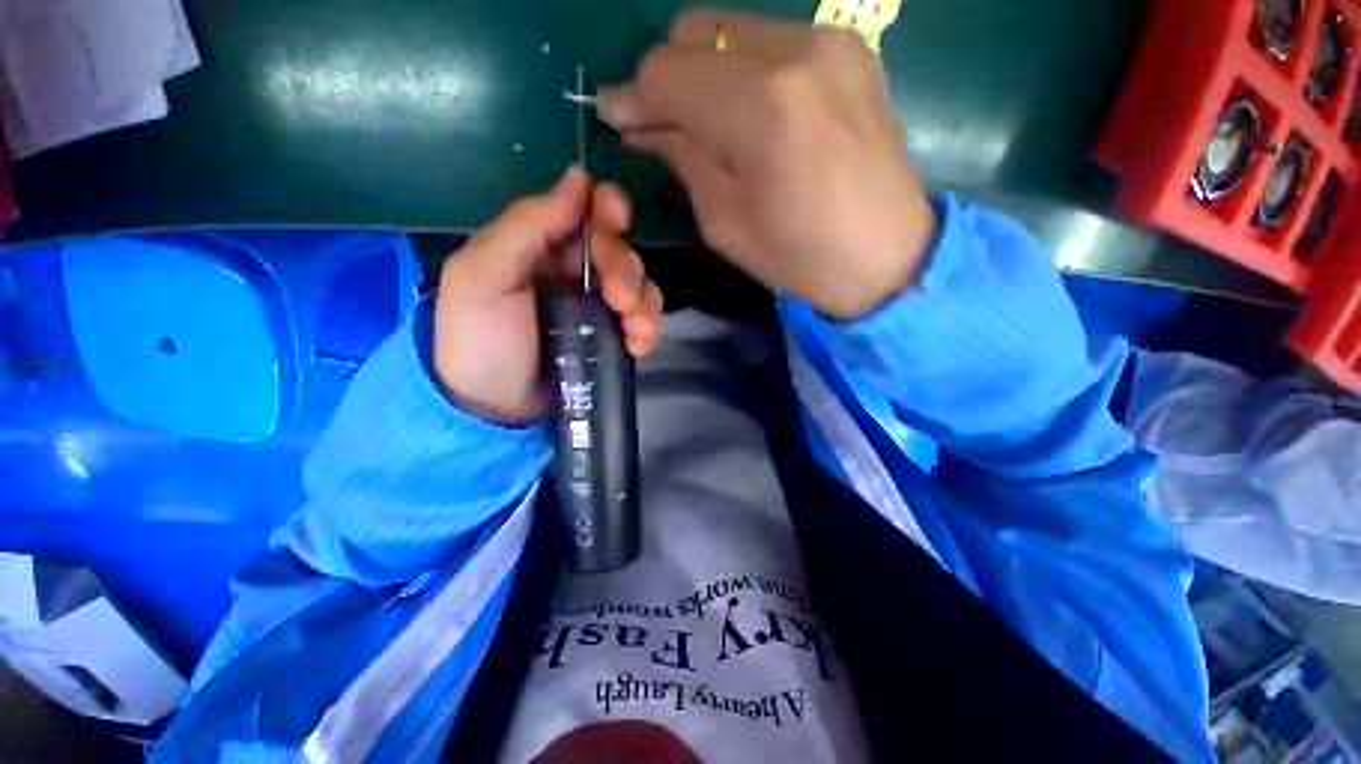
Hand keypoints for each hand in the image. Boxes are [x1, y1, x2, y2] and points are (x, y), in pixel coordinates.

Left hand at [433, 168, 663, 424]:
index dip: (607, 209)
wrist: (493, 411)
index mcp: (540, 247)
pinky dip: (648, 330)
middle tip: (619, 299)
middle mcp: (573, 272)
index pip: (584, 212)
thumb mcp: (484, 275)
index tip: (616, 219)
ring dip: (645, 304)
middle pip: (619, 252)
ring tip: (636, 331)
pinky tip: (639, 345)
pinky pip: (642, 323)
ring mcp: (596, 308)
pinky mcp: (612, 339)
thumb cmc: (479, 340)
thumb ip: (528, 225)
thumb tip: (579, 177)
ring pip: (639, 287)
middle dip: (626, 270)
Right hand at [599, 12, 935, 320]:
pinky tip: (747, 110)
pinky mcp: (849, 47)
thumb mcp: (725, 223)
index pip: (667, 73)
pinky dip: (740, 68)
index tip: (617, 119)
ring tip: (705, 120)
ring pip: (729, 28)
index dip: (632, 97)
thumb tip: (644, 125)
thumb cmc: (800, 257)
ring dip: (702, 71)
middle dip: (664, 78)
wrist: (888, 256)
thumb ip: (682, 159)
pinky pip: (769, 39)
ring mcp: (828, 40)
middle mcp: (795, 50)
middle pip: (693, 32)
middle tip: (660, 123)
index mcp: (760, 107)